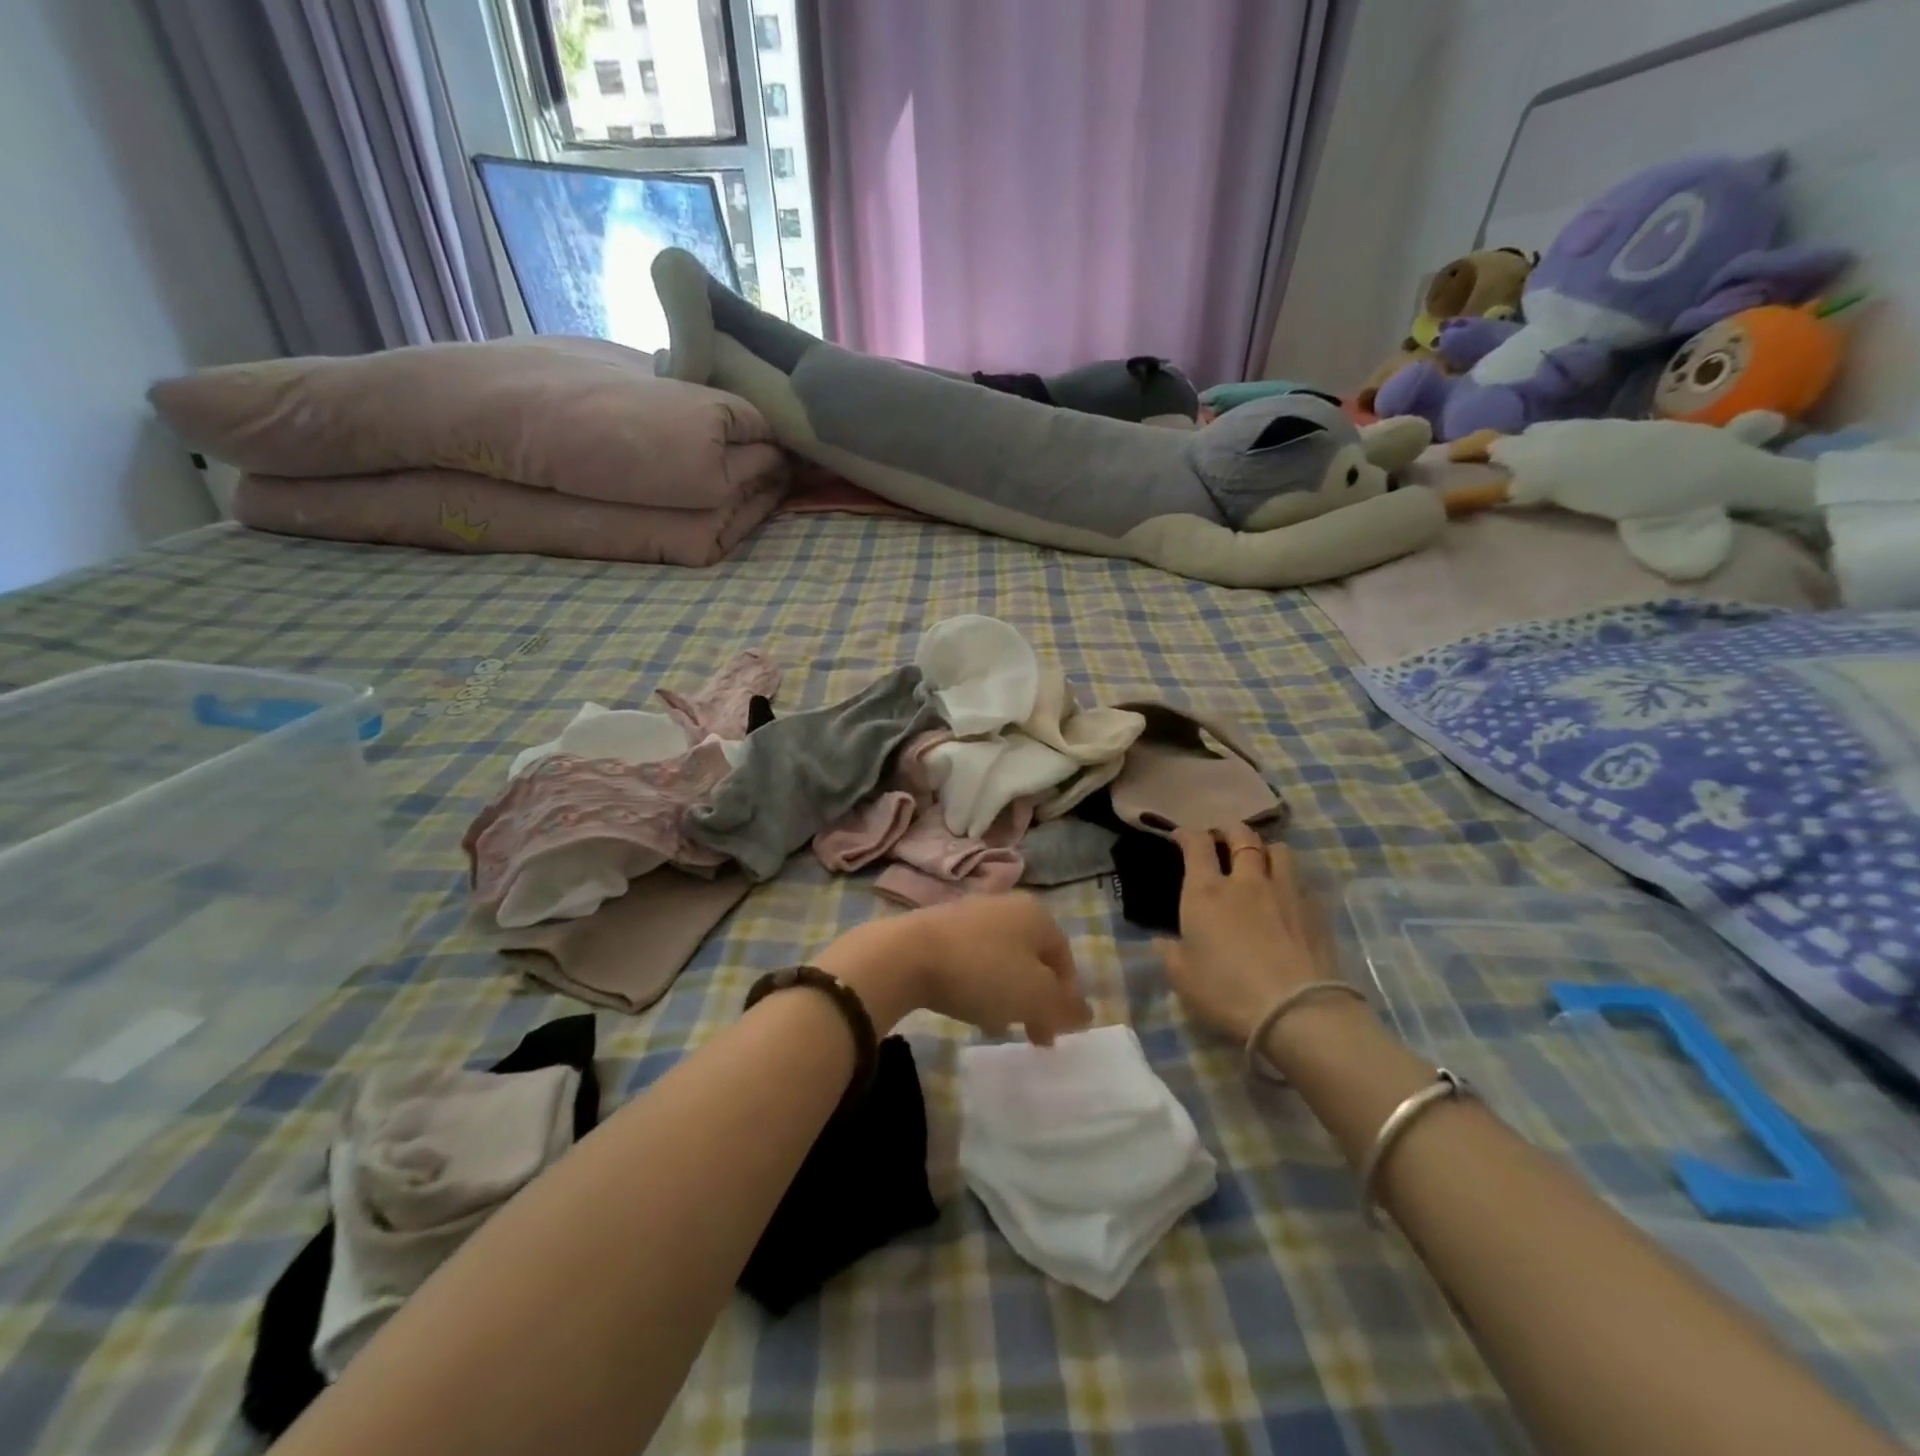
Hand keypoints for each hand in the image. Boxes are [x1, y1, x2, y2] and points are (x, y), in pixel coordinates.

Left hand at [819, 893, 1091, 1044]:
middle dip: (1036, 998)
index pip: (1064, 958)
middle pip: (1033, 958)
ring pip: (1003, 959)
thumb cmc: (982, 972)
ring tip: (998, 1024)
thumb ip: (1064, 1007)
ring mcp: (971, 913)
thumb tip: (1085, 1013)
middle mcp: (1007, 906)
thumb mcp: (1035, 996)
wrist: (906, 955)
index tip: (1055, 1032)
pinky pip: (973, 959)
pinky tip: (968, 1006)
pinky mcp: (940, 926)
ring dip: (1008, 993)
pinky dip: (979, 983)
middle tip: (1032, 1034)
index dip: (1066, 997)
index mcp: (1036, 915)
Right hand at [1158, 826, 1330, 1042]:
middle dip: (1229, 831)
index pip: (1197, 845)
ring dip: (1265, 849)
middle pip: (1241, 836)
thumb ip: (1170, 953)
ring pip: (1278, 850)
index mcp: (1205, 892)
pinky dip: (1290, 879)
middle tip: (1223, 838)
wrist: (1296, 1012)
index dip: (1187, 834)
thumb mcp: (1182, 978)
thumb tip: (1163, 941)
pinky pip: (1301, 880)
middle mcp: (1245, 881)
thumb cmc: (1227, 992)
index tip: (1180, 837)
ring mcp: (1285, 891)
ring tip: (1261, 861)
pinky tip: (1288, 896)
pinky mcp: (1316, 910)